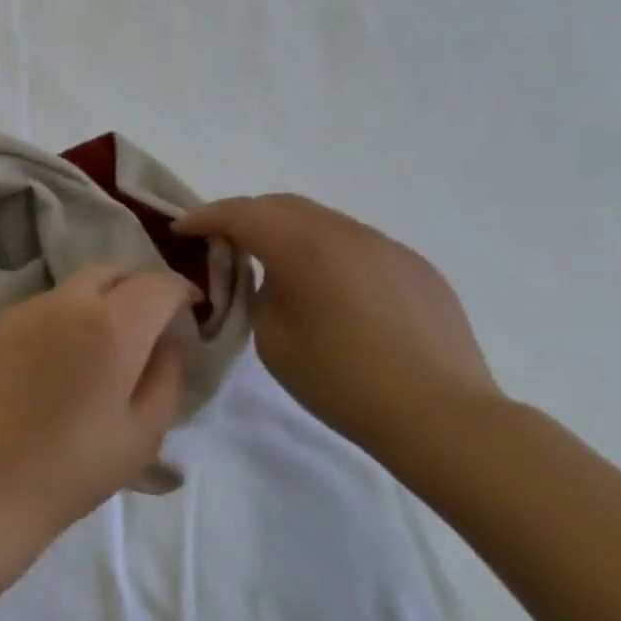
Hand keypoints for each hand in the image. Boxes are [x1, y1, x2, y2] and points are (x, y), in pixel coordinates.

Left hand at [0, 267, 193, 541]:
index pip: (157, 283)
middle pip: (109, 274)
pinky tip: (50, 365)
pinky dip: (56, 323)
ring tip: (92, 351)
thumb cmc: (74, 468)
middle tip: (141, 328)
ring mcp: (20, 313)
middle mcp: (63, 305)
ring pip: (68, 291)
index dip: (180, 291)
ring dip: (92, 306)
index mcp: (111, 326)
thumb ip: (166, 375)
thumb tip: (164, 342)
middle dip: (134, 291)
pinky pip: (35, 312)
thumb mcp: (144, 432)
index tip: (188, 311)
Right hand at [173, 195, 500, 461]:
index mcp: (308, 249)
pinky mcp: (415, 268)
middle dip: (244, 216)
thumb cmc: (342, 383)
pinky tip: (326, 290)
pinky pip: (356, 245)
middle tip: (218, 242)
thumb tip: (270, 279)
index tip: (181, 230)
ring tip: (270, 266)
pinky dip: (324, 252)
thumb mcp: (274, 341)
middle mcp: (349, 234)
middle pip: (284, 205)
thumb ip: (261, 296)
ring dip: (286, 233)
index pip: (243, 214)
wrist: (439, 415)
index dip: (205, 218)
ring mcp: (389, 248)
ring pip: (322, 222)